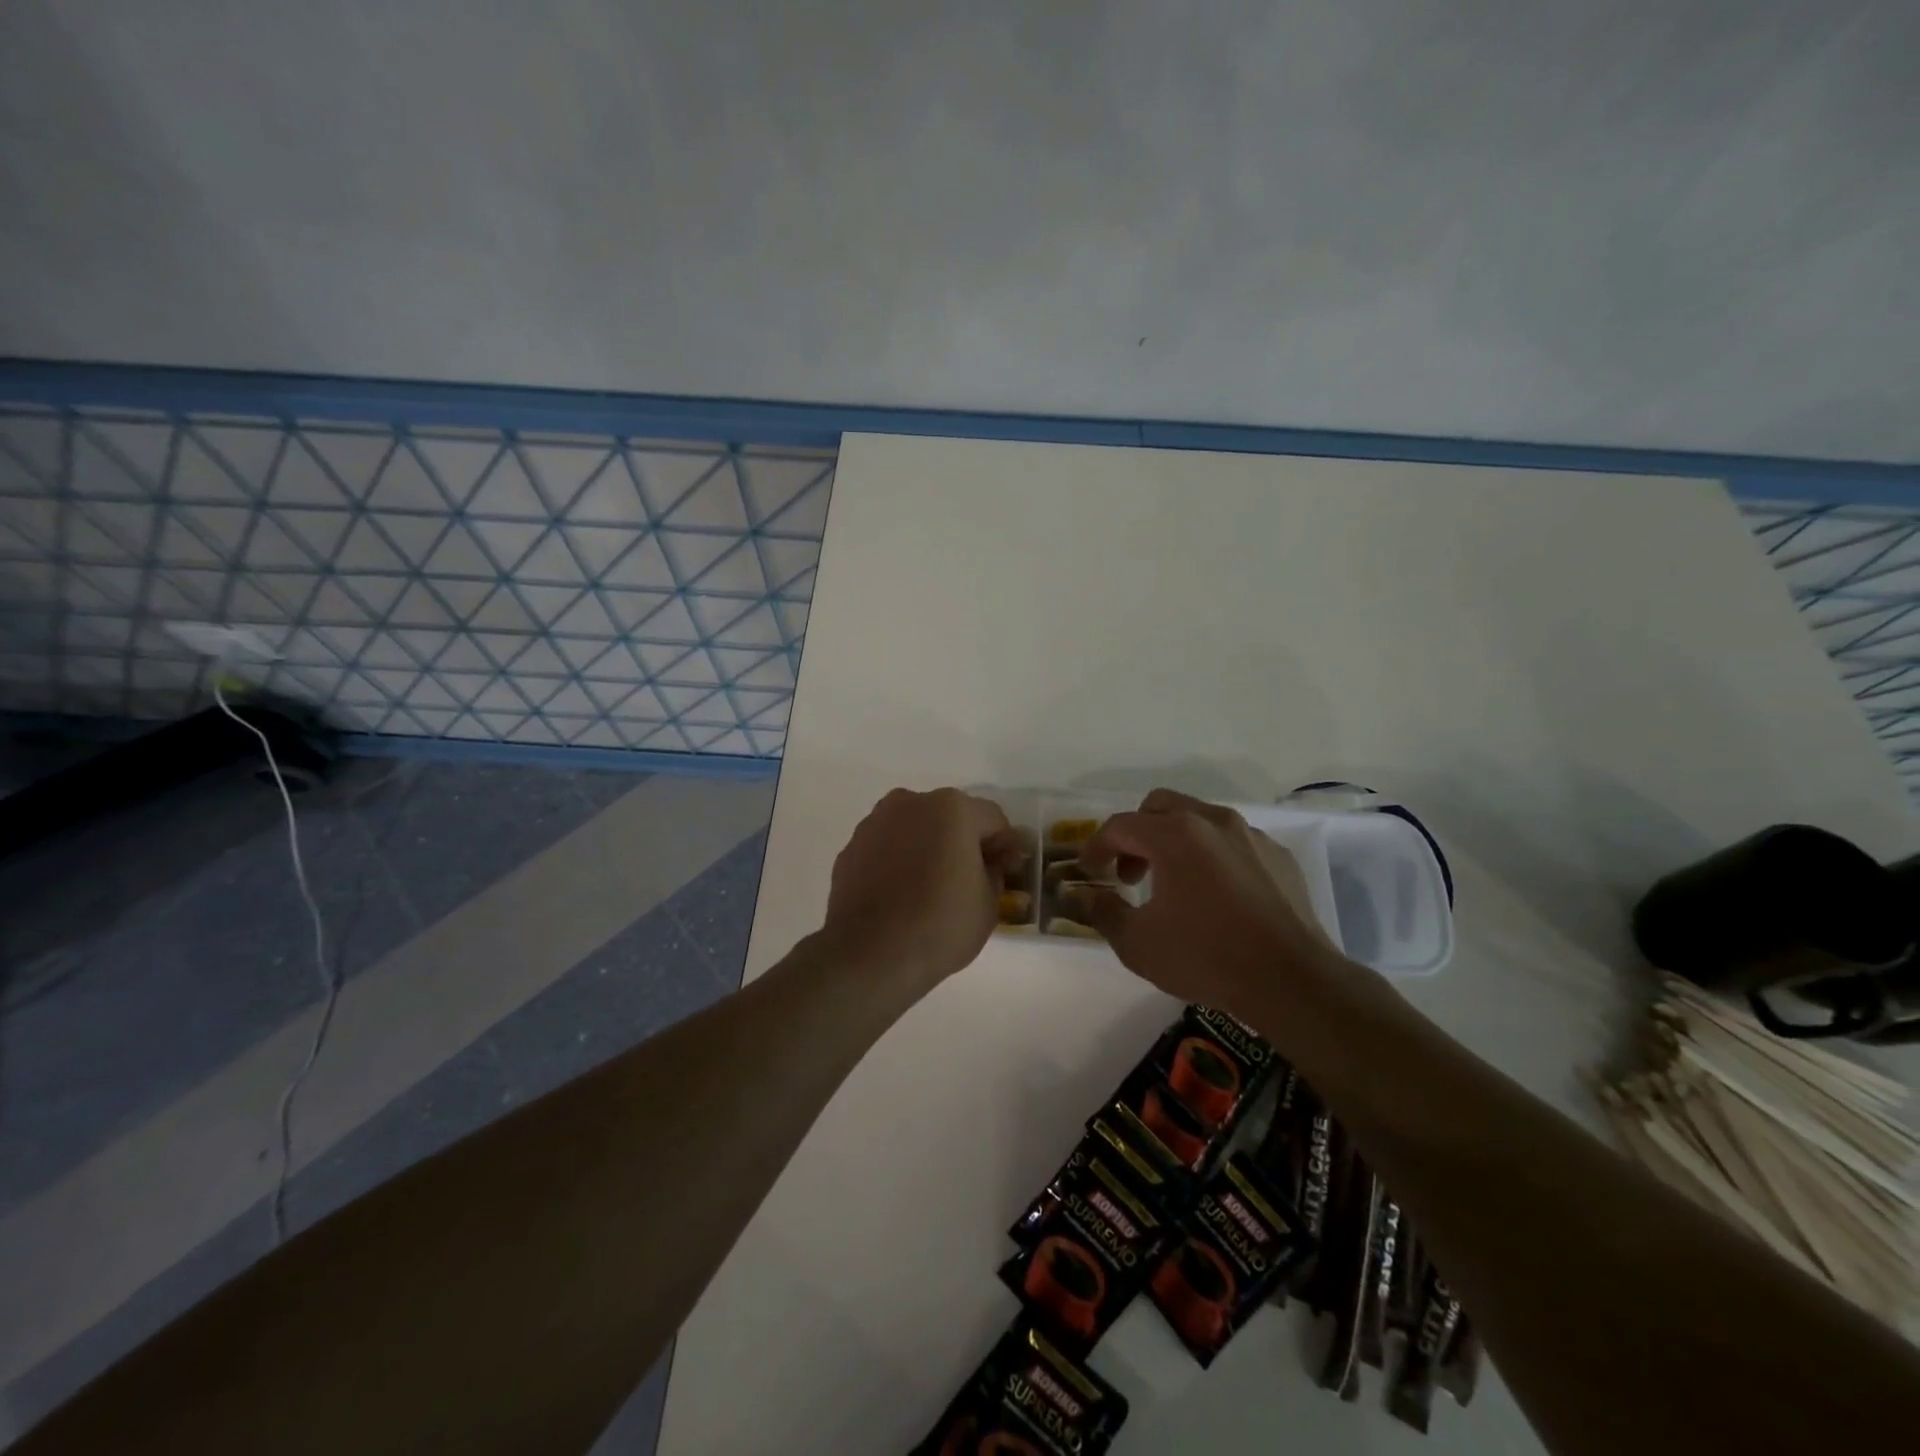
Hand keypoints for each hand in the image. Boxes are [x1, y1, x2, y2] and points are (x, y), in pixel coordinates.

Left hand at [820, 788, 1019, 991]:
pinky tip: (900, 896)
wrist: (869, 955)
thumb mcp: (989, 903)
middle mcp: (910, 803)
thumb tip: (986, 865)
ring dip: (927, 849)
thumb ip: (994, 872)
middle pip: (950, 818)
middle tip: (968, 880)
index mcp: (951, 808)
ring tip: (930, 890)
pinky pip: (887, 848)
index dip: (1004, 847)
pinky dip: (897, 862)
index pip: (992, 820)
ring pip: (914, 830)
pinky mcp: (850, 848)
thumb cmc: (940, 925)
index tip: (1004, 874)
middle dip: (962, 843)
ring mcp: (875, 823)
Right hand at [1076, 789, 1345, 1017]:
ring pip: (1199, 820)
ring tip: (1172, 885)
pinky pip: (1233, 843)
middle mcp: (1212, 821)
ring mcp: (1250, 836)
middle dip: (1136, 834)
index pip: (1121, 826)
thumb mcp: (1138, 944)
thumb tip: (1087, 897)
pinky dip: (1212, 857)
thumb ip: (1104, 913)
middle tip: (1129, 874)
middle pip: (1160, 807)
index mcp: (1174, 835)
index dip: (1097, 847)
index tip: (1089, 872)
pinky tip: (1215, 896)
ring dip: (1174, 842)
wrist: (1292, 981)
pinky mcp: (1278, 856)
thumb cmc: (1206, 957)